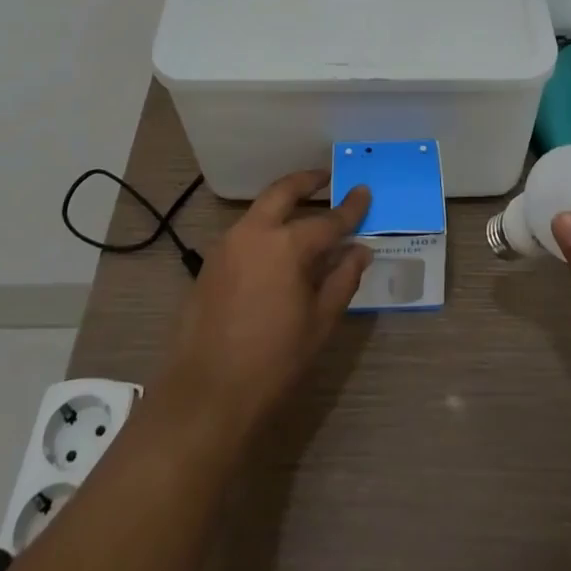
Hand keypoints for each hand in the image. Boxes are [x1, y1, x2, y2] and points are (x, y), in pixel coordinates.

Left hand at [159, 168, 371, 442]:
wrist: (206, 392)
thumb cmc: (273, 362)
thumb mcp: (319, 323)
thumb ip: (342, 279)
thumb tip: (359, 250)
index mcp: (287, 246)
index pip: (328, 220)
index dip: (350, 208)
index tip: (364, 192)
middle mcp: (255, 233)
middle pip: (283, 192)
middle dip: (306, 181)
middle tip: (325, 177)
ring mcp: (227, 244)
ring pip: (260, 209)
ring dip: (283, 202)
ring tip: (304, 211)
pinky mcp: (211, 261)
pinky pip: (245, 231)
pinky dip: (265, 226)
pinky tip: (277, 245)